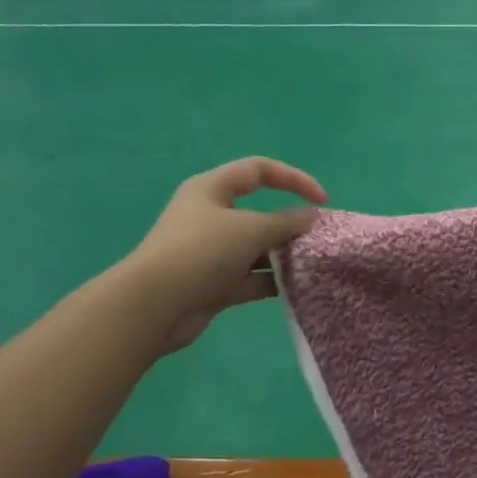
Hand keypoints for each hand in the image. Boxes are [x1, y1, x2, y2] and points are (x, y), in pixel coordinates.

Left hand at [124, 157, 326, 352]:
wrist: (154, 307)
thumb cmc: (201, 252)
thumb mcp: (250, 229)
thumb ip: (286, 222)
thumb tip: (311, 217)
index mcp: (212, 189)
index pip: (259, 170)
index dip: (294, 179)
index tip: (322, 201)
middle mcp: (211, 217)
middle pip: (260, 212)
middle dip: (290, 224)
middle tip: (318, 238)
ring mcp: (212, 252)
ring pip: (257, 248)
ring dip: (284, 255)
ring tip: (312, 263)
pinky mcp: (214, 284)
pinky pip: (251, 278)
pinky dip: (272, 281)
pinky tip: (297, 288)